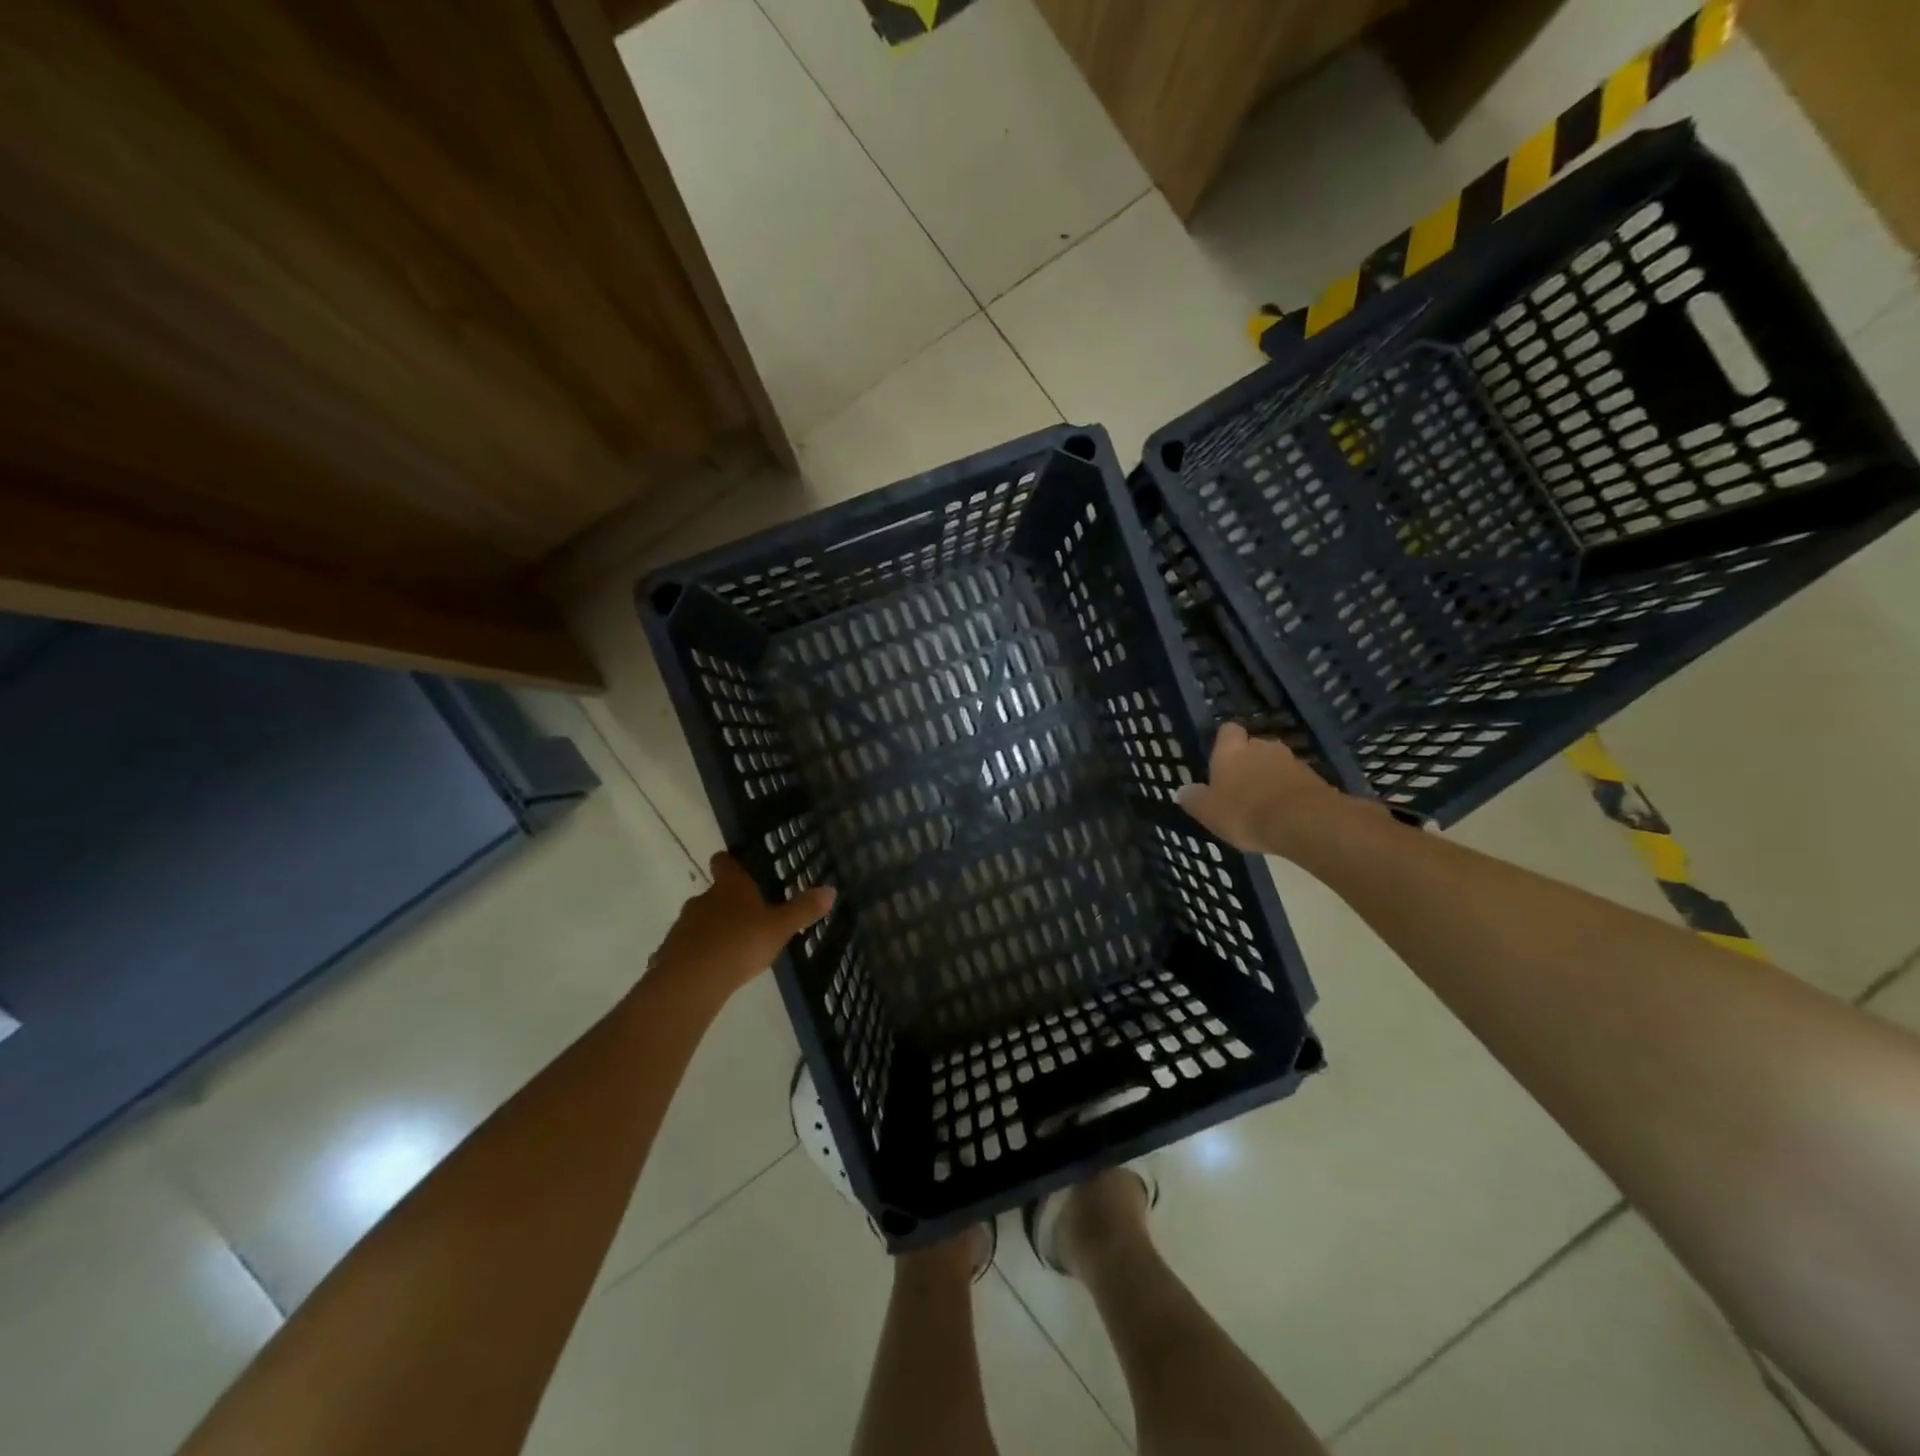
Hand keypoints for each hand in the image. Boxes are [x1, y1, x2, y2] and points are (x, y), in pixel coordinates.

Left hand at [650, 853, 835, 1001]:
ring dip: (713, 930)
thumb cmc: (740, 943)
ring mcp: (683, 925)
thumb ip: (803, 910)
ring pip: (700, 921)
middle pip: (713, 893)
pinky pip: (687, 948)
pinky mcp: (670, 952)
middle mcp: (703, 899)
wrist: (691, 981)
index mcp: (730, 887)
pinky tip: (712, 971)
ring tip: (733, 949)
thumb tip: (830, 889)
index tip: (738, 868)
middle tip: (749, 919)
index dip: (730, 863)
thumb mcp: (780, 928)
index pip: (724, 862)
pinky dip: (698, 954)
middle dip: (728, 904)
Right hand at [1175, 723, 1353, 857]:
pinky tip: (1283, 813)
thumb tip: (1182, 790)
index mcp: (1231, 751)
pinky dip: (1288, 792)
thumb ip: (1194, 799)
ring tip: (1263, 804)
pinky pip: (1294, 781)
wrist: (1303, 822)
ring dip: (1269, 777)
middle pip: (1253, 746)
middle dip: (1248, 762)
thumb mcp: (1208, 812)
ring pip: (1275, 764)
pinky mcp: (1314, 778)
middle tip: (1240, 787)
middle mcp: (1261, 747)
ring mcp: (1291, 761)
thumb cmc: (1245, 812)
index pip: (1227, 731)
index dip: (1225, 742)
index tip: (1221, 758)